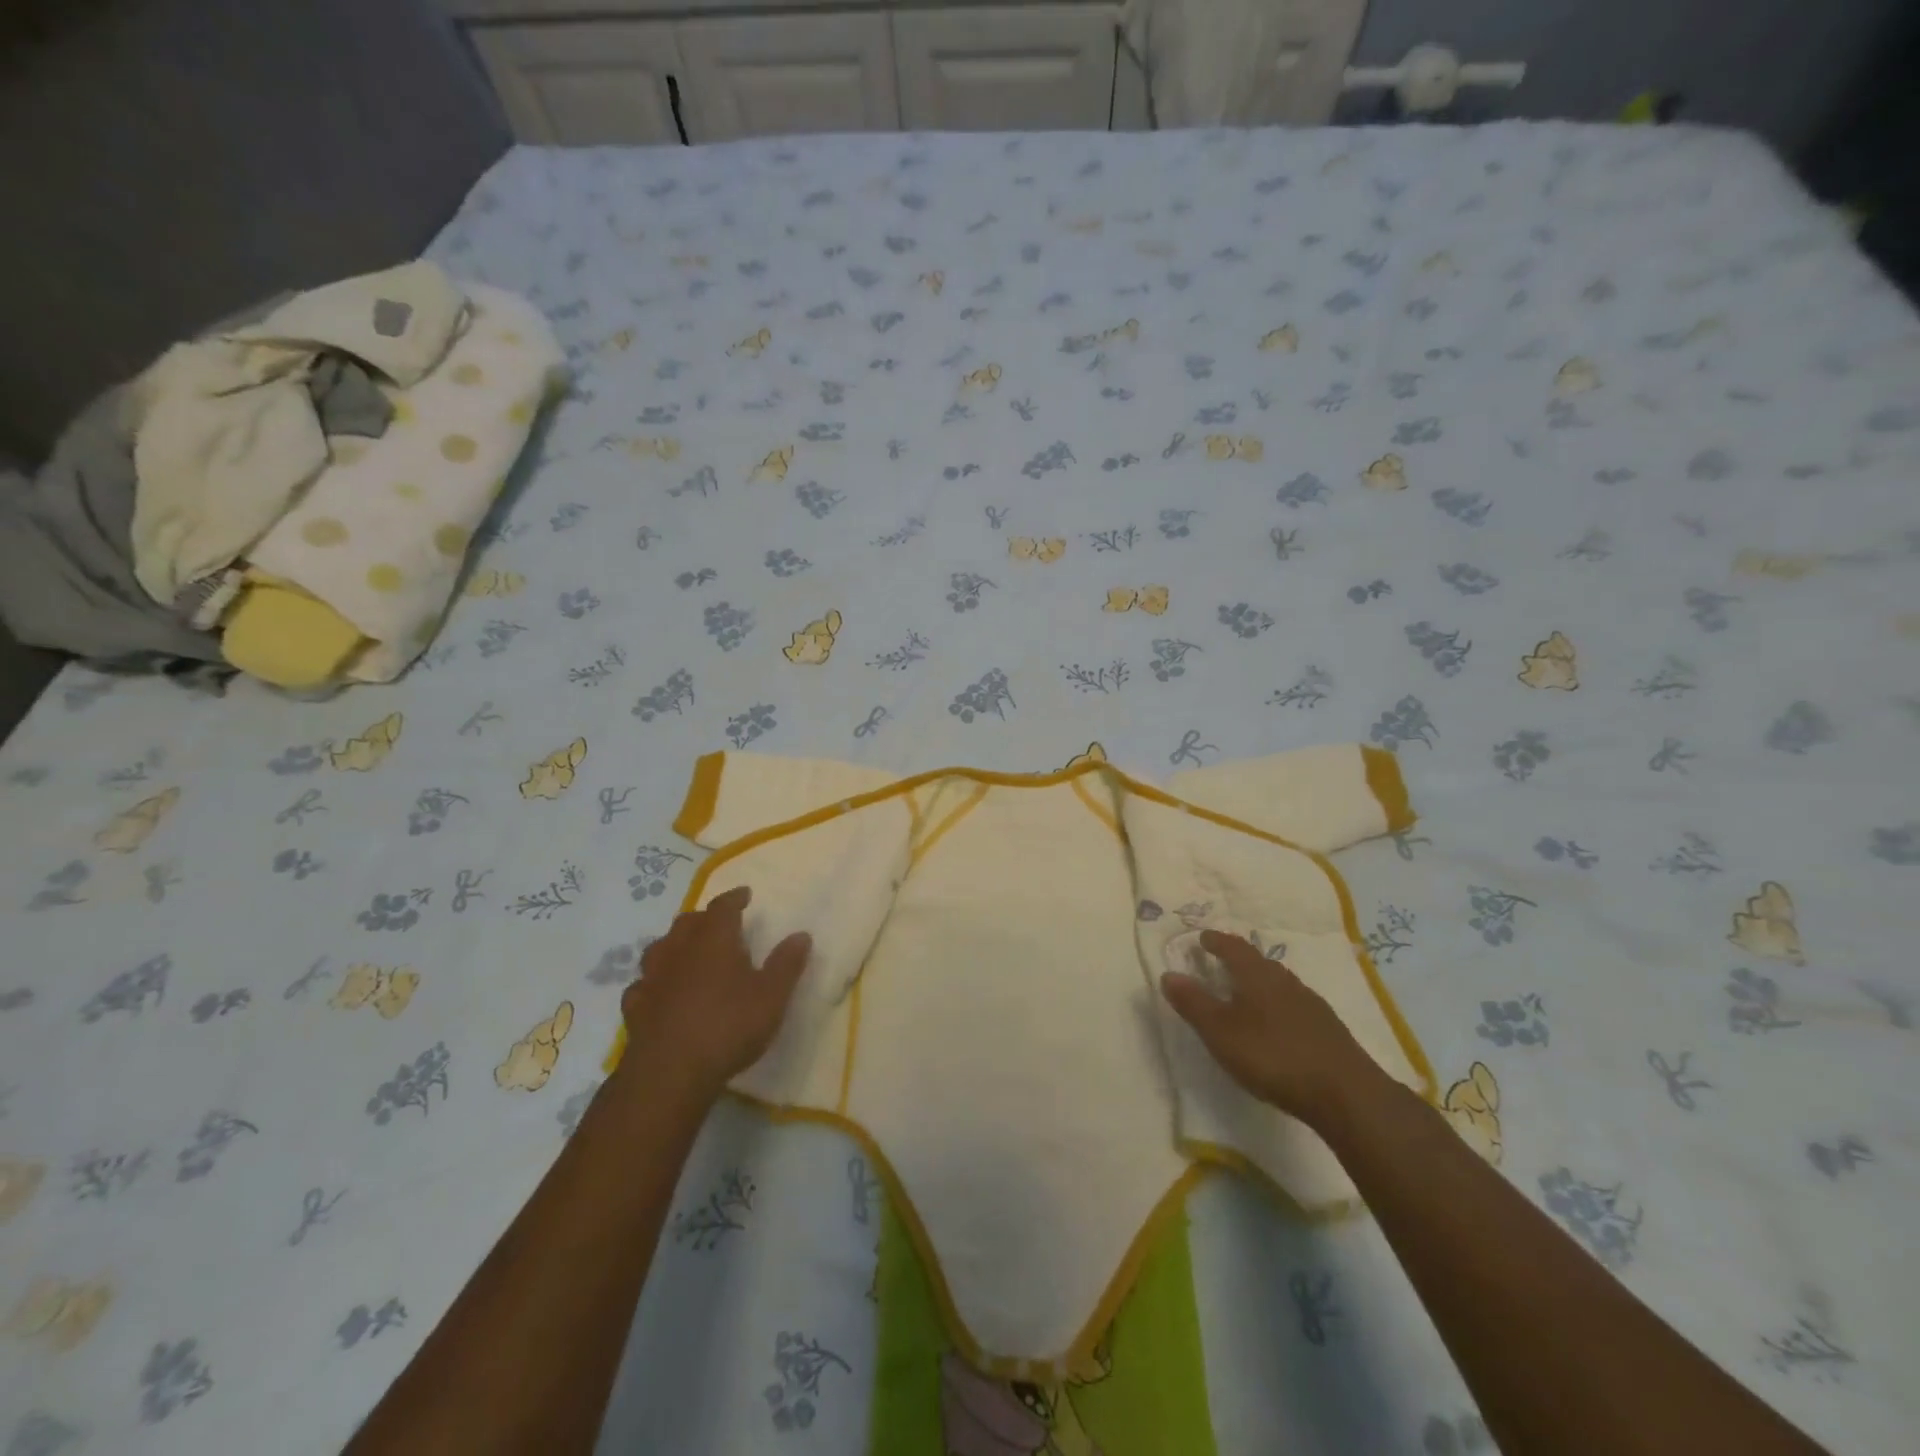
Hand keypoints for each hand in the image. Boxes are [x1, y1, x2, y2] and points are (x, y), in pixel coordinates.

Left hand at [618, 885, 811, 1103]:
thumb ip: (786, 964)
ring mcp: (652, 978)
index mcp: (713, 939)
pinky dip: (655, 981)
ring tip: (688, 953)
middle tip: (719, 925)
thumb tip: (801, 935)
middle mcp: (679, 950)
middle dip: (704, 919)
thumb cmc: (728, 1026)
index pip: (722, 906)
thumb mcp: (771, 996)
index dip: (734, 898)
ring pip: (660, 948)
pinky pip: (644, 984)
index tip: (744, 895)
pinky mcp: (635, 1007)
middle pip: (688, 922)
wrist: (670, 1073)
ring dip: (675, 945)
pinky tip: (661, 992)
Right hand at [1160, 931, 1374, 1125]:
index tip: (1203, 938)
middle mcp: (1285, 981)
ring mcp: (1311, 1004)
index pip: (1234, 947)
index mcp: (1257, 975)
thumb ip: (1193, 1003)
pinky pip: (1294, 1005)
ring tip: (1245, 994)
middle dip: (1238, 960)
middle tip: (1221, 964)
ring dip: (1260, 983)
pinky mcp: (1328, 1029)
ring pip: (1279, 984)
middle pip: (1258, 962)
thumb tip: (1168, 973)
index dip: (1217, 941)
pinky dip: (1278, 1006)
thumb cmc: (1272, 1056)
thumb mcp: (1220, 1031)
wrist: (1346, 1093)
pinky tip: (1276, 1026)